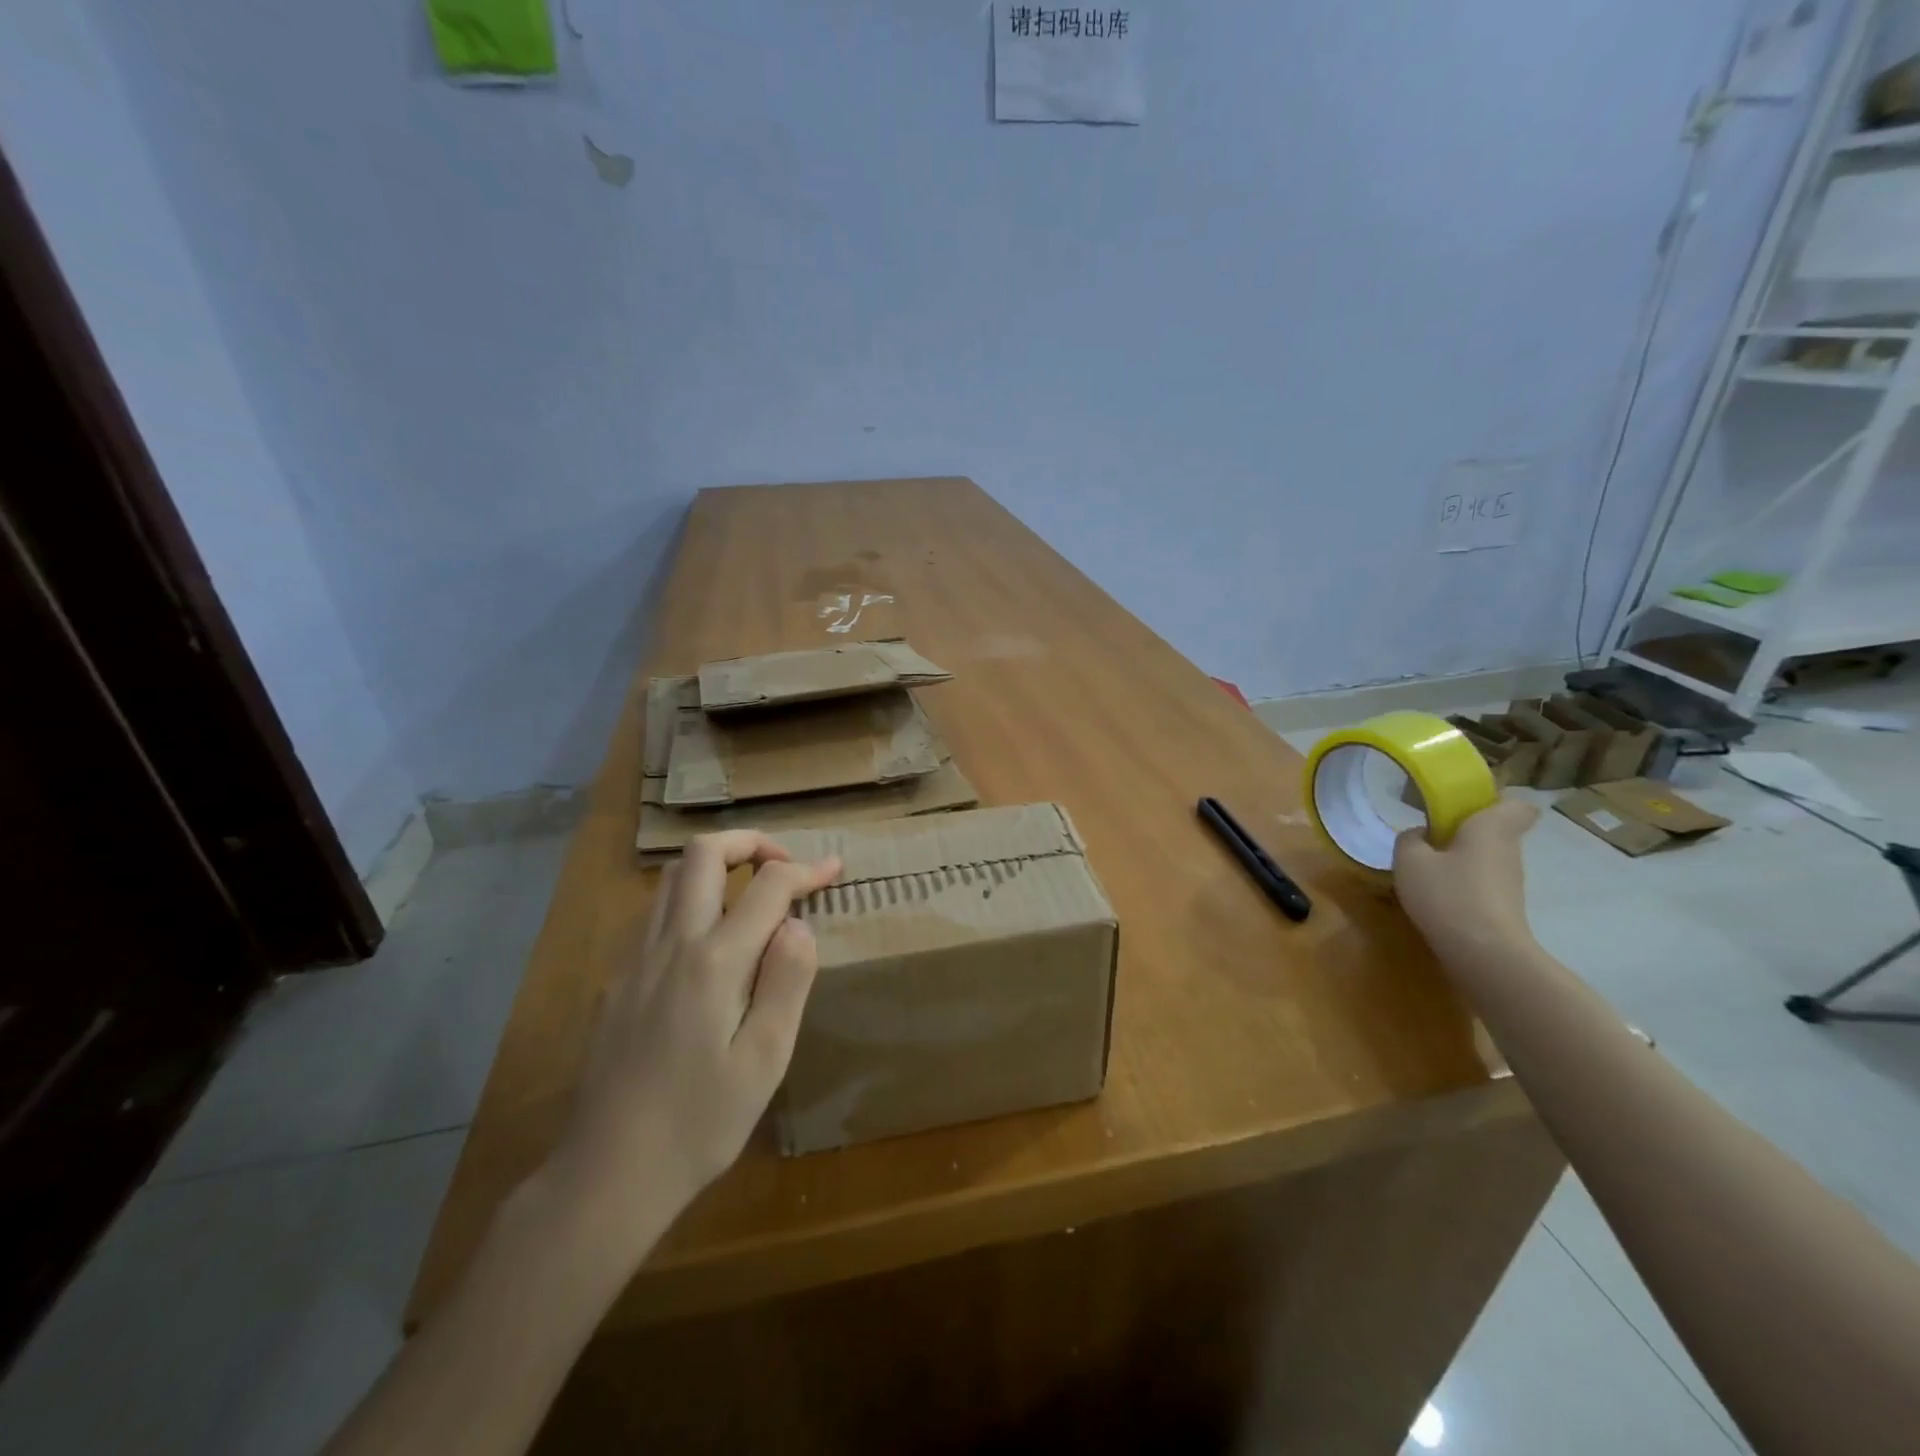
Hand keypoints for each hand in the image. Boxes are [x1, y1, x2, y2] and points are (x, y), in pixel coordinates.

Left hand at [548, 831, 840, 1236]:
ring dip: (717, 867)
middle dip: (751, 843)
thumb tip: (798, 924)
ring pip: (672, 877)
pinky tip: (710, 942)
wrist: (607, 1174)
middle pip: (703, 854)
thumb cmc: (699, 1123)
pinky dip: (691, 899)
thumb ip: (787, 981)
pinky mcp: (616, 980)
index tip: (835, 869)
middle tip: (784, 868)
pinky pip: (655, 913)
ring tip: (752, 896)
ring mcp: (635, 959)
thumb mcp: (764, 1060)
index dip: (807, 869)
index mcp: (714, 962)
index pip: (768, 886)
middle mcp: (670, 944)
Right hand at [1392, 798, 1538, 960]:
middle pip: (1495, 830)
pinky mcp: (1504, 907)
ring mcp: (1510, 881)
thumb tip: (1420, 835)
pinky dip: (1462, 884)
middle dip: (1465, 830)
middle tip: (1429, 834)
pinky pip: (1482, 882)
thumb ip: (1410, 839)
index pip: (1517, 804)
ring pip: (1486, 857)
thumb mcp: (1409, 860)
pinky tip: (1435, 896)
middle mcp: (1508, 850)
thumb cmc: (1448, 894)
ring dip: (1460, 858)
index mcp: (1491, 827)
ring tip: (1425, 868)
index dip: (1495, 800)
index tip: (1465, 804)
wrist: (1484, 954)